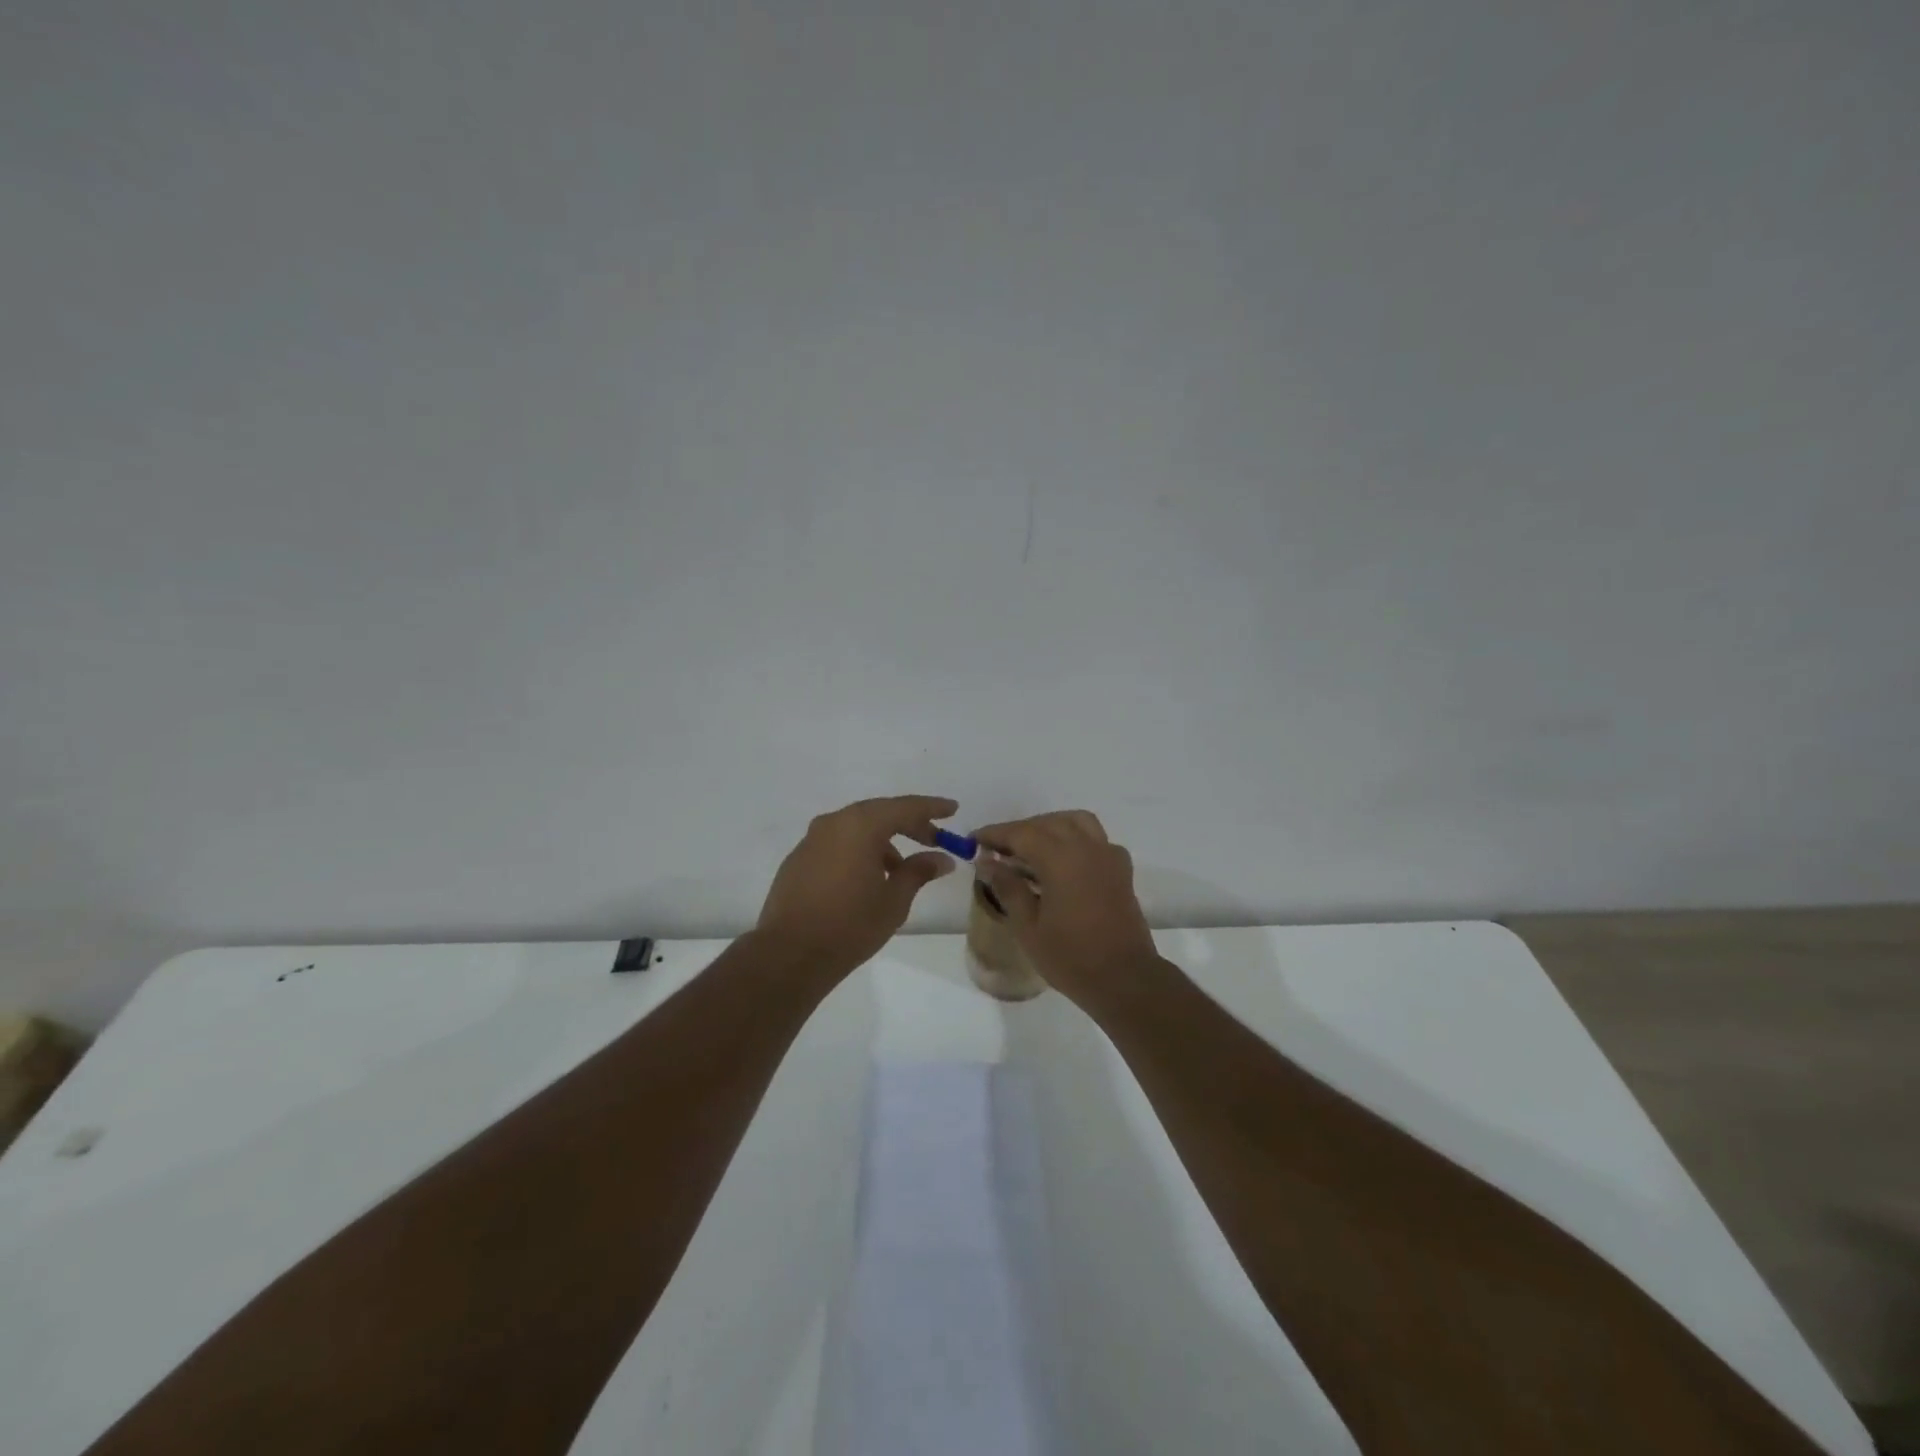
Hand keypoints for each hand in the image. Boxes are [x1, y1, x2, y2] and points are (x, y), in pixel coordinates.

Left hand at [755, 796, 958, 976]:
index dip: (932, 808)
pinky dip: (858, 850)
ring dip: (882, 840)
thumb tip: (942, 858)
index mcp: (860, 825)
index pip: (905, 807)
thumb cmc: (850, 924)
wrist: (790, 954)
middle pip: (879, 813)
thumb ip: (919, 871)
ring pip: (856, 828)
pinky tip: (868, 877)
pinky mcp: (798, 859)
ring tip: (901, 868)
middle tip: (934, 838)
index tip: (953, 809)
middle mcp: (834, 823)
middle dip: (909, 824)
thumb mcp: (894, 900)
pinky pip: (837, 843)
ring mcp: (812, 840)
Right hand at [972, 810, 1158, 1006]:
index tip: (974, 839)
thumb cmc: (1071, 957)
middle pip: (1047, 823)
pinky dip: (1076, 839)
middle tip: (998, 848)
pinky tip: (1065, 861)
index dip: (995, 833)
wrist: (1124, 979)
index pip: (1021, 833)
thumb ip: (1008, 888)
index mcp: (1060, 858)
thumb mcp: (1028, 927)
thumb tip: (987, 862)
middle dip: (1020, 830)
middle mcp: (1086, 847)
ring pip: (1076, 822)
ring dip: (1050, 826)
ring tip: (1031, 847)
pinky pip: (1096, 839)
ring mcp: (1108, 855)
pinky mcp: (1121, 869)